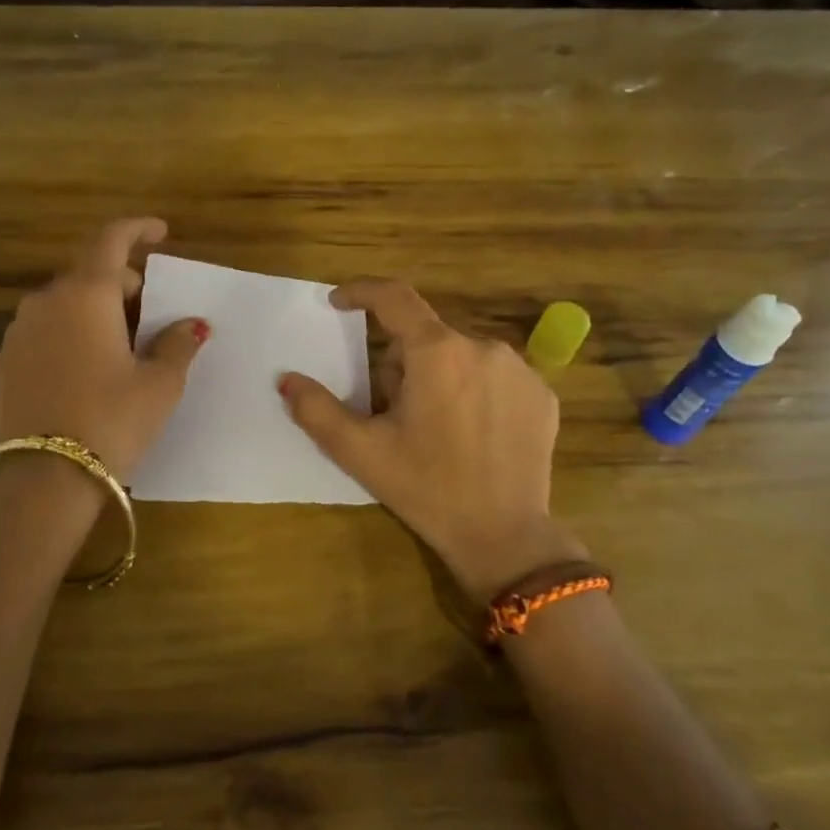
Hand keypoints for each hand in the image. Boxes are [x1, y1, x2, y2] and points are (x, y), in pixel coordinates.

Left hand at [0, 218, 207, 481]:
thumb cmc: (112, 420)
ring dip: (93, 310)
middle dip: (121, 281)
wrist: (43, 477)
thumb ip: (177, 345)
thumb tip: (192, 325)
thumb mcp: (159, 384)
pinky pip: (43, 334)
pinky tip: (84, 370)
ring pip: (63, 304)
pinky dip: (68, 335)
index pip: (111, 240)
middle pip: (88, 273)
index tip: (160, 232)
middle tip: (149, 306)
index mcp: (87, 295)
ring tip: (118, 343)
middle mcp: (46, 302)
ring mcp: (18, 333)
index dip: (137, 229)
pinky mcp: (4, 364)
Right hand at [279, 279, 584, 600]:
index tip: (339, 302)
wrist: (504, 536)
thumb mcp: (361, 452)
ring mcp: (520, 370)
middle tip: (392, 415)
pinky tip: (473, 436)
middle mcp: (483, 346)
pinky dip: (475, 393)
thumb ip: (317, 410)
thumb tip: (287, 379)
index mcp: (437, 352)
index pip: (394, 299)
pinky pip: (495, 377)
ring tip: (435, 431)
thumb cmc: (426, 489)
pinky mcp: (542, 395)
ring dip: (439, 378)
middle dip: (401, 366)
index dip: (362, 293)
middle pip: (425, 338)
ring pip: (460, 357)